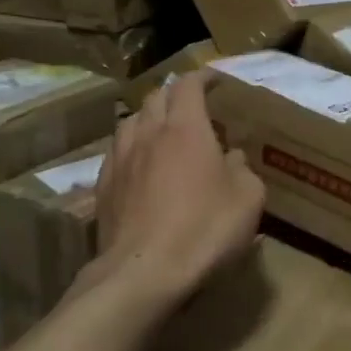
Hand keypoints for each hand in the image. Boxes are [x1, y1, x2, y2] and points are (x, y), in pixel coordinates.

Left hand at [93, 72, 263, 307]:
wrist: (143, 273)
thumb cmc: (204, 229)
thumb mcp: (248, 199)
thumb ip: (242, 170)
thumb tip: (233, 159)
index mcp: (186, 128)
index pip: (189, 85)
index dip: (202, 77)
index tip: (214, 79)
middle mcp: (149, 133)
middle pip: (156, 97)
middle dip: (175, 94)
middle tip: (192, 106)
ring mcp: (120, 159)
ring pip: (130, 121)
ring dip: (148, 118)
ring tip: (162, 131)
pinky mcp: (103, 187)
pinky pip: (117, 152)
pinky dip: (132, 148)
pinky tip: (140, 166)